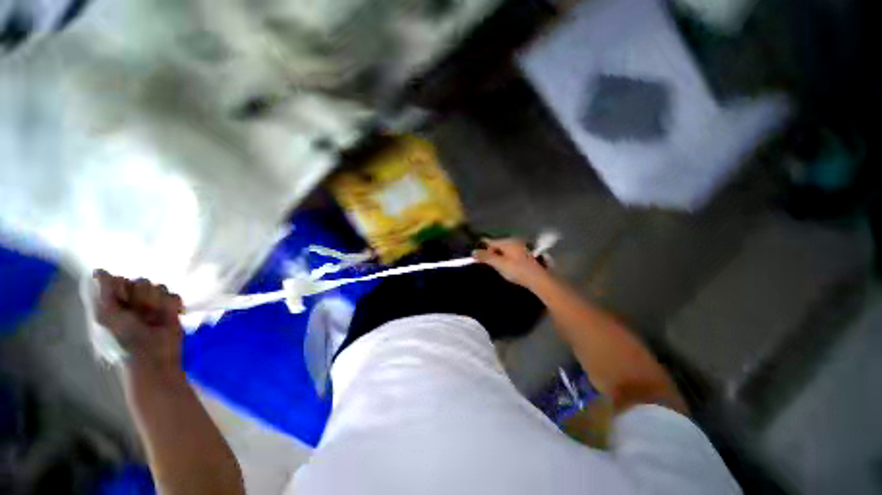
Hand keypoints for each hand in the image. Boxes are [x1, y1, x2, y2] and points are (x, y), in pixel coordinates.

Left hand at [93, 270, 183, 370]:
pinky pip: (174, 295)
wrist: (153, 356)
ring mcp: (152, 304)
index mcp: (113, 301)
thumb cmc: (123, 340)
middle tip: (139, 314)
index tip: (122, 302)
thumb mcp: (106, 317)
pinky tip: (170, 316)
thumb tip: (99, 271)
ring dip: (157, 303)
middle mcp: (132, 300)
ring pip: (158, 287)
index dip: (121, 288)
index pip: (118, 279)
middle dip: (142, 297)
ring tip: (155, 318)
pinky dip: (172, 305)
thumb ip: (103, 294)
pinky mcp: (171, 308)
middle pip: (140, 281)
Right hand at [473, 238, 549, 288]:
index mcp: (507, 241)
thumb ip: (486, 257)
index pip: (490, 241)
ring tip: (498, 267)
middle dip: (491, 253)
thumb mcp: (499, 264)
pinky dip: (507, 259)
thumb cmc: (517, 270)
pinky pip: (512, 254)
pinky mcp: (527, 254)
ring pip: (505, 249)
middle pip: (498, 244)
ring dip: (499, 256)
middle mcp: (515, 241)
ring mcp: (522, 247)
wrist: (539, 279)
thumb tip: (473, 252)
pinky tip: (508, 267)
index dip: (483, 248)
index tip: (478, 258)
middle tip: (489, 265)